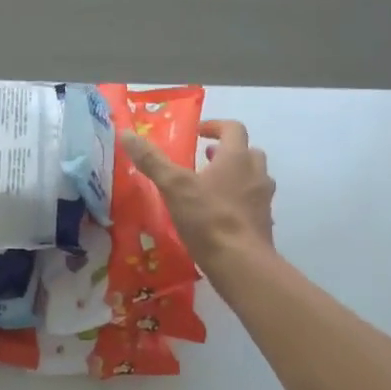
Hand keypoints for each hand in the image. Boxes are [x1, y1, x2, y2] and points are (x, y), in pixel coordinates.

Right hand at [119, 119, 275, 275]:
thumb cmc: (208, 218)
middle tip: (205, 159)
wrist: (241, 263)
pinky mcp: (264, 224)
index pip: (233, 128)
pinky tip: (219, 216)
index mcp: (237, 158)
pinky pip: (252, 204)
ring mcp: (263, 200)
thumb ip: (152, 160)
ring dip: (235, 176)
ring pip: (253, 178)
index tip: (198, 132)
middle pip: (248, 152)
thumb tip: (126, 134)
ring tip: (210, 187)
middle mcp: (256, 174)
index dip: (215, 126)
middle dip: (227, 152)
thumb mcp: (174, 186)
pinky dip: (238, 202)